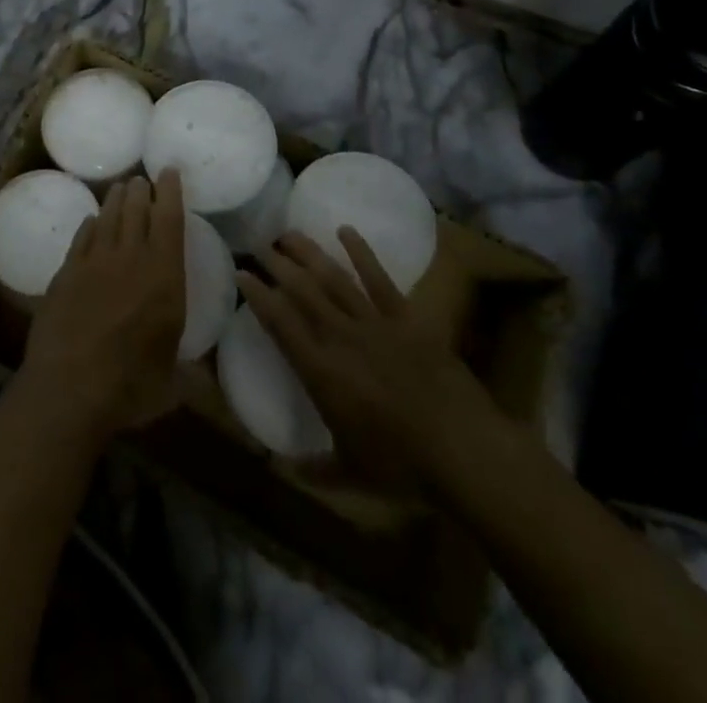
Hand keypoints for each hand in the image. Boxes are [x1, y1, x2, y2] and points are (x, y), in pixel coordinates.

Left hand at [19, 171, 186, 440]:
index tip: (169, 171)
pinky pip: (81, 238)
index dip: (170, 192)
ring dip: (115, 200)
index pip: (169, 221)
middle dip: (140, 190)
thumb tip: (209, 388)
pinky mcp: (66, 273)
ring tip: (120, 188)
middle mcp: (130, 260)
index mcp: (164, 277)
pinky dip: (89, 225)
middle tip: (142, 178)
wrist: (67, 388)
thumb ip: (191, 378)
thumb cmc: (129, 387)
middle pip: (136, 210)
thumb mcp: (170, 385)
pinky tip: (91, 221)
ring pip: (107, 218)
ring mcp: (94, 263)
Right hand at [237, 228, 498, 492]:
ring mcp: (375, 323)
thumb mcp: (351, 476)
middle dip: (276, 265)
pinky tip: (345, 231)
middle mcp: (341, 338)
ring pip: (334, 279)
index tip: (241, 273)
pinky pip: (380, 279)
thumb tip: (278, 466)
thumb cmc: (403, 468)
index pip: (280, 323)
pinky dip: (362, 253)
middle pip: (302, 291)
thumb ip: (313, 468)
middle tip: (257, 243)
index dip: (258, 296)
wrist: (465, 452)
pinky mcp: (407, 318)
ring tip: (288, 233)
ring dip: (309, 253)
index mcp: (322, 373)